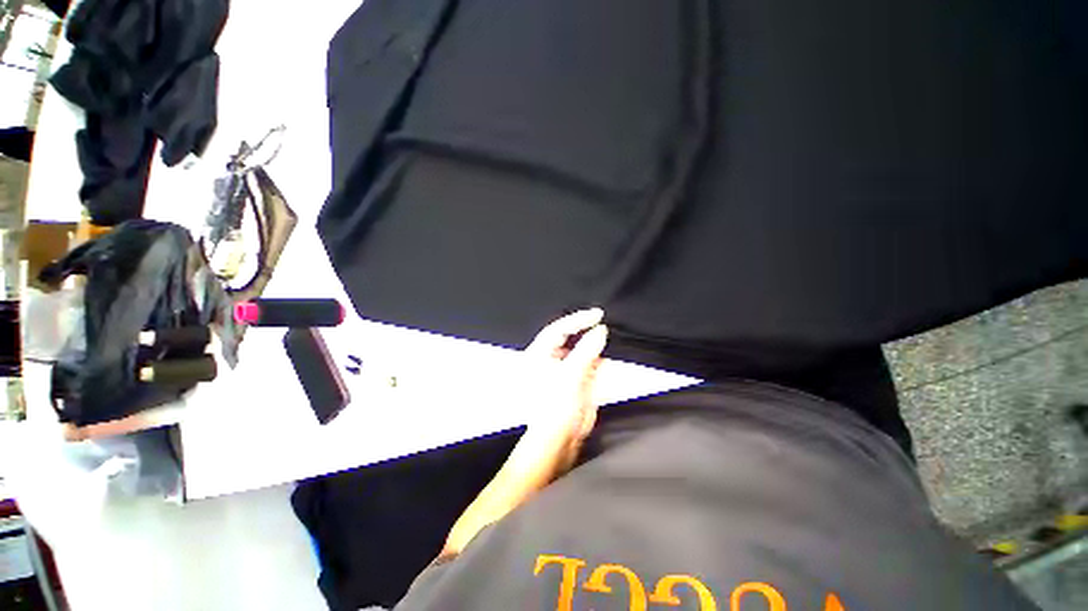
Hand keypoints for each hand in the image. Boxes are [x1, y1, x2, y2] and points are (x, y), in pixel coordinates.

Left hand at [520, 308, 608, 475]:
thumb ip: (586, 350)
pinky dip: (603, 359)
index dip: (577, 319)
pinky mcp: (580, 380)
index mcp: (541, 354)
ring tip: (613, 334)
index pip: (559, 329)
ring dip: (597, 343)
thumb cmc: (555, 407)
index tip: (597, 314)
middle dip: (588, 330)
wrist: (560, 440)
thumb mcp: (570, 375)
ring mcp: (568, 369)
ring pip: (584, 349)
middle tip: (606, 320)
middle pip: (572, 337)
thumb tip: (601, 330)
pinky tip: (613, 354)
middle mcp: (553, 358)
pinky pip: (593, 364)